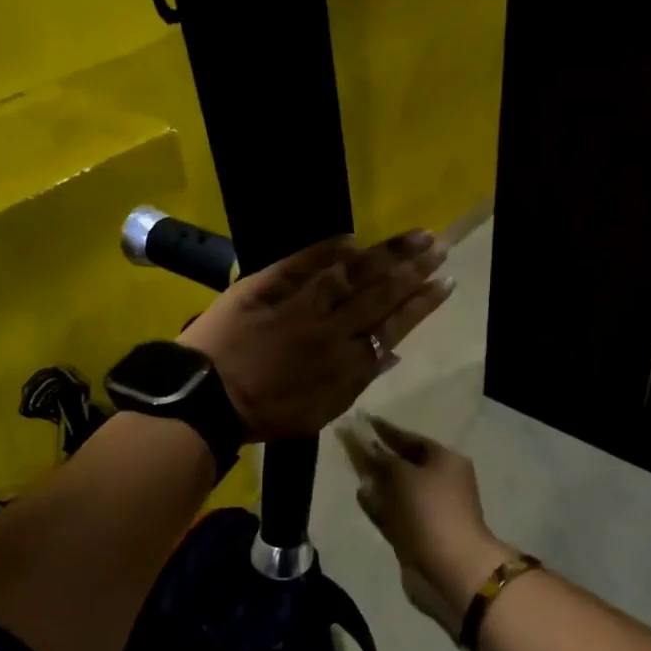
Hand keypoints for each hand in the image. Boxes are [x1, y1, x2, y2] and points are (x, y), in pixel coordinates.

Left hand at [179, 232, 450, 441]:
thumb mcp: (319, 413)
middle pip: (380, 293)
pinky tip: (352, 237)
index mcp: (344, 362)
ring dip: (385, 253)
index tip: (445, 282)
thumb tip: (389, 354)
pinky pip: (301, 262)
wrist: (205, 399)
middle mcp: (330, 329)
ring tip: (414, 236)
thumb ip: (356, 382)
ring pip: (350, 274)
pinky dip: (327, 249)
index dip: (421, 303)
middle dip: (413, 269)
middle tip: (440, 246)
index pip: (393, 326)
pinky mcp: (266, 286)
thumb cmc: (264, 415)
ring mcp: (298, 304)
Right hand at [338, 415, 513, 637]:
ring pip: (395, 489)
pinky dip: (378, 503)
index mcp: (445, 460)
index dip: (384, 429)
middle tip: (348, 443)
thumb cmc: (430, 511)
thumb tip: (361, 440)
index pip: (410, 438)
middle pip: (402, 463)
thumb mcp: (402, 475)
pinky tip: (360, 494)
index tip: (360, 419)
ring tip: (350, 466)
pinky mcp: (416, 534)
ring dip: (375, 479)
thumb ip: (377, 457)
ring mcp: (428, 510)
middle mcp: (439, 481)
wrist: (451, 568)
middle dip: (377, 454)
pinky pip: (392, 512)